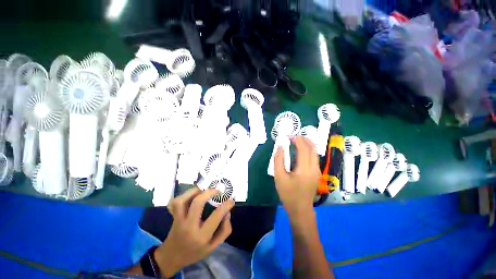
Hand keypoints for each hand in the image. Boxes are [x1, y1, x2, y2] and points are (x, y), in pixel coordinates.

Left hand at [154, 188, 234, 276]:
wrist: (173, 257)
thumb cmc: (195, 252)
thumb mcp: (213, 247)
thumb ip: (224, 230)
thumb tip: (227, 213)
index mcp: (201, 236)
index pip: (216, 216)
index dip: (226, 205)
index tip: (231, 201)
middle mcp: (189, 227)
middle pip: (197, 203)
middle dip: (209, 192)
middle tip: (217, 190)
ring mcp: (179, 221)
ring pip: (183, 200)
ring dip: (195, 191)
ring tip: (203, 190)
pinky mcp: (173, 216)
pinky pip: (176, 202)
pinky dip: (185, 195)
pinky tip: (193, 194)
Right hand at [274, 136, 320, 217]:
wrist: (300, 210)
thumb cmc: (288, 194)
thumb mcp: (279, 177)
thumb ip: (278, 160)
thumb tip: (280, 147)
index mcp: (304, 169)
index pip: (303, 149)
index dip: (297, 140)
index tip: (289, 136)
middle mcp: (314, 168)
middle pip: (312, 148)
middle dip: (304, 140)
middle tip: (293, 137)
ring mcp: (317, 171)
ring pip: (315, 152)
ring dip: (307, 144)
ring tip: (297, 141)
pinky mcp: (316, 173)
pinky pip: (314, 157)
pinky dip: (309, 150)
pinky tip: (301, 151)